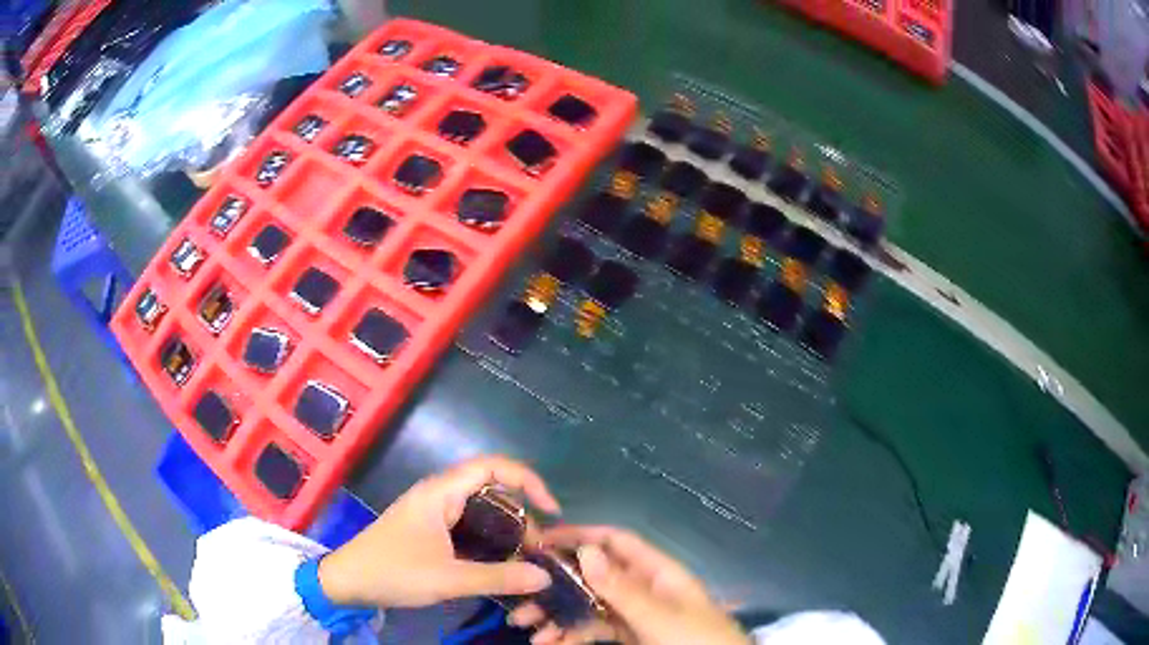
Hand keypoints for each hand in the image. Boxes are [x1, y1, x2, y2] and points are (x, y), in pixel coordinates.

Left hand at [317, 455, 560, 607]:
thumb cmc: (393, 572)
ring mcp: (433, 512)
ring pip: (480, 510)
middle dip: (521, 513)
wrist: (348, 581)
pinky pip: (468, 526)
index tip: (551, 509)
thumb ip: (498, 577)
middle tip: (539, 546)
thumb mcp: (448, 578)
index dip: (527, 480)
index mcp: (441, 492)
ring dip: (506, 530)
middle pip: (491, 489)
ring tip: (526, 557)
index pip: (493, 467)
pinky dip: (489, 540)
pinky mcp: (429, 530)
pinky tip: (500, 563)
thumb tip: (545, 576)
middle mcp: (439, 495)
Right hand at [510, 526, 749, 644]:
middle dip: (557, 583)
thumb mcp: (659, 616)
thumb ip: (622, 588)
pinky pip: (594, 629)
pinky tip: (548, 643)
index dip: (581, 536)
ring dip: (556, 613)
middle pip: (594, 576)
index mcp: (658, 572)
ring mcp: (634, 614)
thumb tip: (586, 550)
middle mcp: (642, 588)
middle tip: (520, 594)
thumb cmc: (695, 639)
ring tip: (524, 625)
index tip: (540, 542)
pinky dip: (570, 634)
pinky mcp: (627, 635)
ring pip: (588, 604)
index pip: (617, 542)